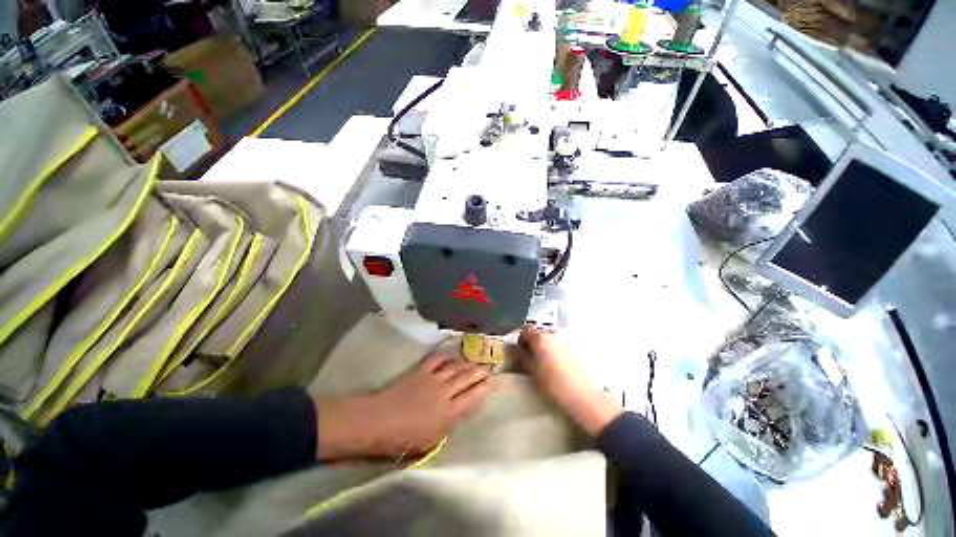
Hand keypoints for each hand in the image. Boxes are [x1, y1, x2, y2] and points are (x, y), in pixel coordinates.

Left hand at [316, 356, 490, 459]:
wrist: (379, 420)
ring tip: (474, 361)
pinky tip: (451, 356)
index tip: (490, 383)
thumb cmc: (403, 438)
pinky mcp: (422, 370)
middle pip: (467, 378)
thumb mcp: (430, 441)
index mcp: (449, 412)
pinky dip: (446, 357)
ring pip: (456, 367)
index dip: (483, 389)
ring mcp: (433, 379)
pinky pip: (438, 359)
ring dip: (467, 363)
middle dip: (479, 372)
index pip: (472, 397)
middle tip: (487, 368)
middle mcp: (445, 392)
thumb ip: (448, 425)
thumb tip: (459, 412)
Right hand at [519, 325, 621, 435]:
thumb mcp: (533, 373)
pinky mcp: (579, 347)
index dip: (521, 338)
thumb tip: (514, 351)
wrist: (586, 396)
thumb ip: (521, 358)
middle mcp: (554, 334)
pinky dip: (559, 349)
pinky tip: (561, 364)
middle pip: (540, 332)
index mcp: (541, 338)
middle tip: (533, 356)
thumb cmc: (555, 385)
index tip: (521, 349)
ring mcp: (568, 339)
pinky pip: (563, 343)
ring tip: (548, 361)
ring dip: (547, 345)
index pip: (526, 330)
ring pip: (552, 338)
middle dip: (534, 342)